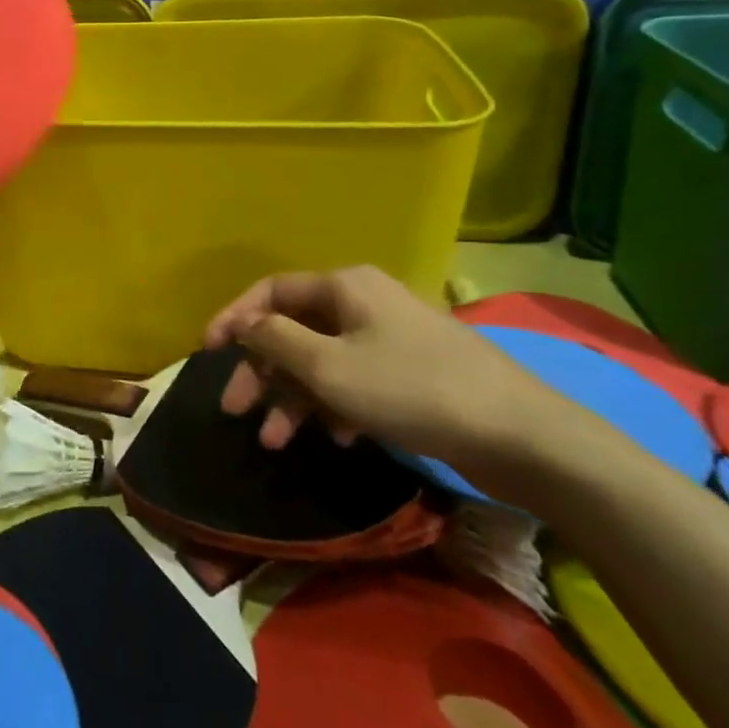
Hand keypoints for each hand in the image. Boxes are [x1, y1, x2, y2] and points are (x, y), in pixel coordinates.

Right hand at [205, 265, 592, 500]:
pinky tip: (337, 438)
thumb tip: (245, 324)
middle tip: (236, 410)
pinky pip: (354, 381)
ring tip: (276, 442)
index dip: (234, 319)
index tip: (206, 353)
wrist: (522, 436)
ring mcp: (389, 338)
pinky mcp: (410, 373)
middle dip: (261, 371)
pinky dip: (334, 406)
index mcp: (344, 286)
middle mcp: (363, 302)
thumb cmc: (412, 389)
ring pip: (321, 361)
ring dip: (293, 398)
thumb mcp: (329, 367)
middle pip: (293, 329)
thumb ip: (276, 341)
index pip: (270, 292)